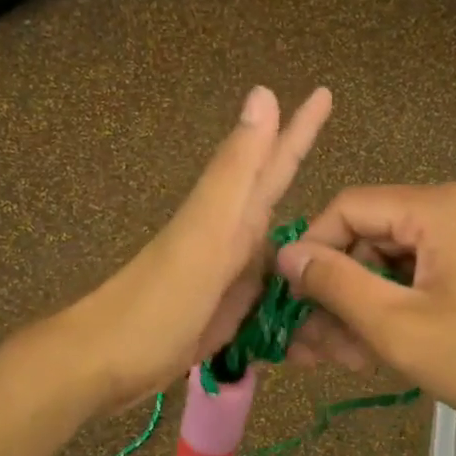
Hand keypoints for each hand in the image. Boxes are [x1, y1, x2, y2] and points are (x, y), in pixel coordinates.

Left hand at [65, 85, 332, 410]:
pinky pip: (269, 294)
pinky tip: (310, 298)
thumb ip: (235, 171)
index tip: (325, 91)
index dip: (301, 128)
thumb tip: (263, 93)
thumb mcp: (204, 233)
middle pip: (276, 198)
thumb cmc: (157, 301)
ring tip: (349, 235)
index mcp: (231, 217)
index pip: (275, 162)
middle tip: (343, 157)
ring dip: (309, 240)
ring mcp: (227, 278)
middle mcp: (232, 240)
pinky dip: (292, 292)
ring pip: (277, 248)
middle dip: (304, 174)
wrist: (106, 364)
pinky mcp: (224, 314)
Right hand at [275, 183, 455, 433]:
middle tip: (312, 348)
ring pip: (402, 260)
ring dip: (369, 305)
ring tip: (345, 359)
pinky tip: (384, 345)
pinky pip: (433, 270)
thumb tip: (288, 254)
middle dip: (341, 292)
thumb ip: (335, 284)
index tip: (291, 300)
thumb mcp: (398, 327)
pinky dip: (405, 303)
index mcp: (441, 206)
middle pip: (375, 236)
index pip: (349, 208)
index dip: (312, 251)